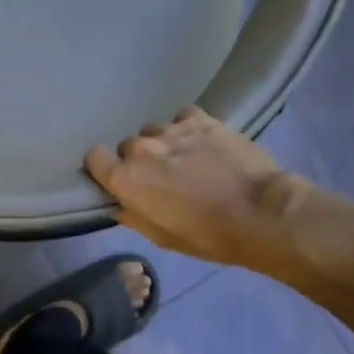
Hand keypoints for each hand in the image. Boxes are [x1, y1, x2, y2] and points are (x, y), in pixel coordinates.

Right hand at [85, 106, 304, 265]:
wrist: (259, 213)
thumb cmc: (205, 235)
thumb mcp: (159, 237)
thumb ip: (131, 215)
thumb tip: (119, 203)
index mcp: (125, 178)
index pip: (94, 158)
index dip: (104, 169)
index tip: (117, 180)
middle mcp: (142, 148)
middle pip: (127, 146)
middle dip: (138, 160)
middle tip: (159, 177)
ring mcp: (173, 130)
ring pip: (154, 130)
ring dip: (162, 143)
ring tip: (183, 158)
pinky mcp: (202, 119)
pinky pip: (182, 116)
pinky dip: (186, 127)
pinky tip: (200, 141)